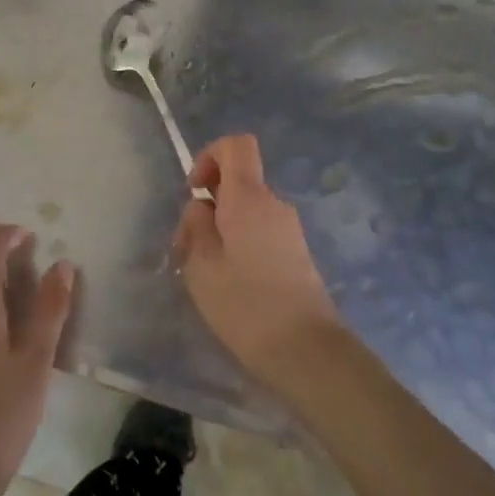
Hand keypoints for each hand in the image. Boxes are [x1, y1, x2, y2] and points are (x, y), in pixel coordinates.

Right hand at [174, 134, 345, 391]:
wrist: (306, 350)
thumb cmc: (246, 305)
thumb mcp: (202, 266)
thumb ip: (196, 225)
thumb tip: (202, 206)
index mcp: (249, 197)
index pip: (237, 145)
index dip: (210, 156)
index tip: (195, 191)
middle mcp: (273, 203)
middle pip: (237, 183)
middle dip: (207, 206)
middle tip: (187, 250)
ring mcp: (288, 229)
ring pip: (245, 211)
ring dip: (220, 231)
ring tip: (204, 275)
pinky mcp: (296, 253)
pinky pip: (259, 232)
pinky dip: (239, 246)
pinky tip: (229, 286)